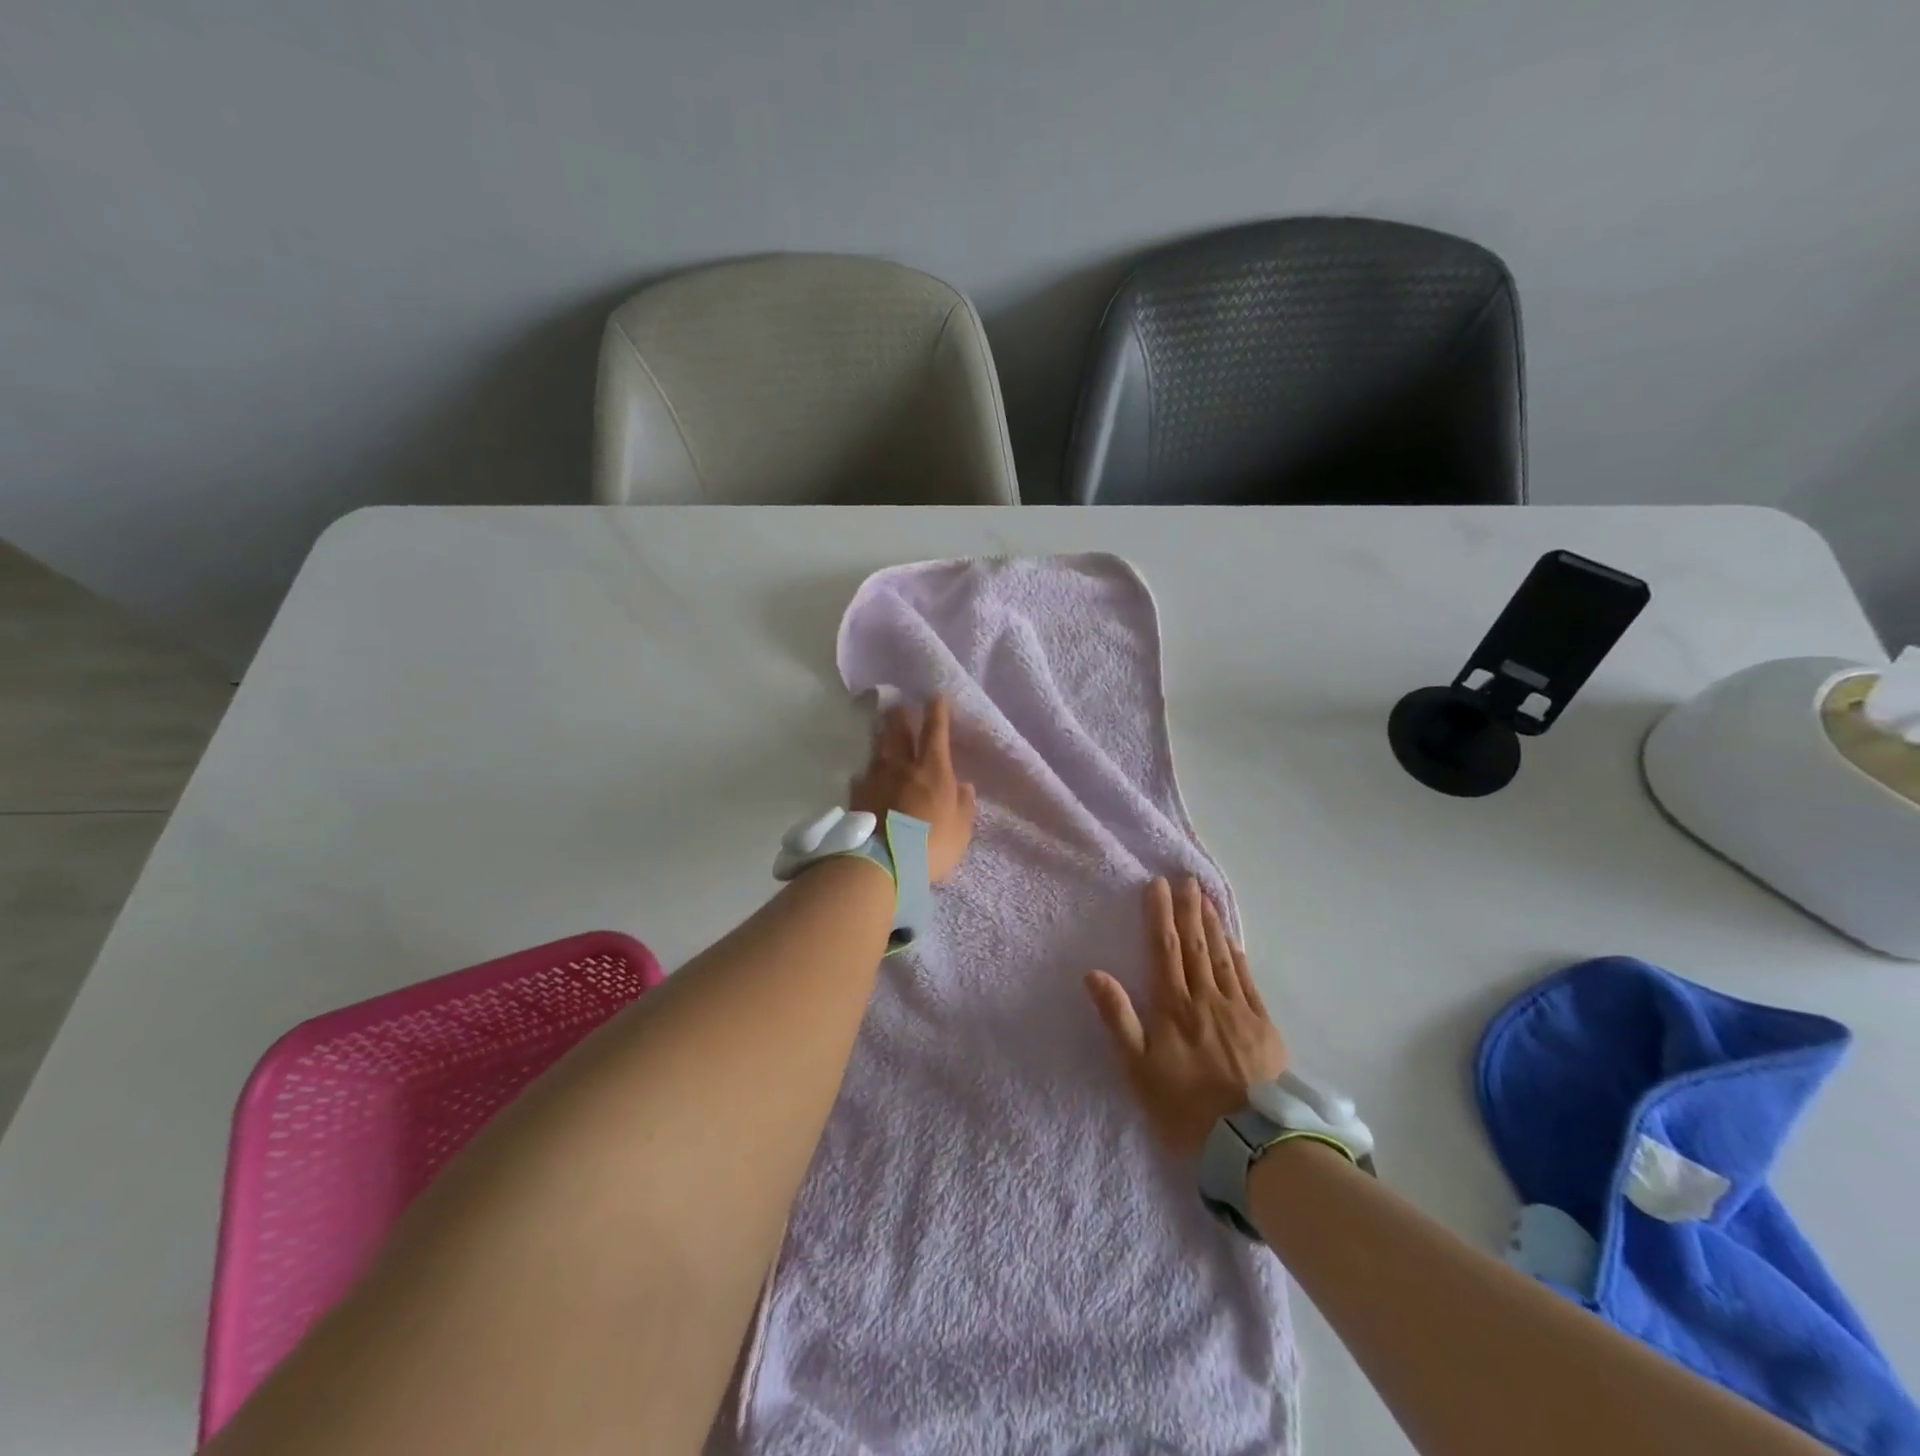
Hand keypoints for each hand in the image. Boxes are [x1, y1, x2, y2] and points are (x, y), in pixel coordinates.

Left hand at [849, 695, 976, 882]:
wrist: (882, 862)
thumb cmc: (930, 845)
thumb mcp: (960, 829)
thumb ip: (963, 805)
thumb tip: (963, 785)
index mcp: (934, 769)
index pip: (936, 731)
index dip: (937, 712)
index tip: (935, 697)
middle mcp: (903, 766)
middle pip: (899, 731)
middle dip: (901, 716)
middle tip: (899, 705)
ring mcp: (876, 779)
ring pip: (878, 749)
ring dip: (881, 737)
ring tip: (881, 730)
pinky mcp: (856, 796)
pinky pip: (861, 777)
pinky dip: (866, 773)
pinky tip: (864, 775)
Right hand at [1085, 876, 1287, 1157]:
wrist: (1249, 1141)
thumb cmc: (1183, 1106)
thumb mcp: (1137, 1068)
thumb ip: (1117, 1018)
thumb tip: (1094, 973)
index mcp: (1173, 1006)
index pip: (1164, 950)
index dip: (1159, 915)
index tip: (1157, 885)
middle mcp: (1205, 998)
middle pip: (1194, 945)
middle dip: (1188, 910)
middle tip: (1186, 879)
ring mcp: (1237, 1009)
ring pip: (1222, 956)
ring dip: (1212, 925)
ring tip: (1206, 898)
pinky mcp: (1263, 1025)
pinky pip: (1248, 980)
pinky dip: (1239, 956)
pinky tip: (1234, 941)